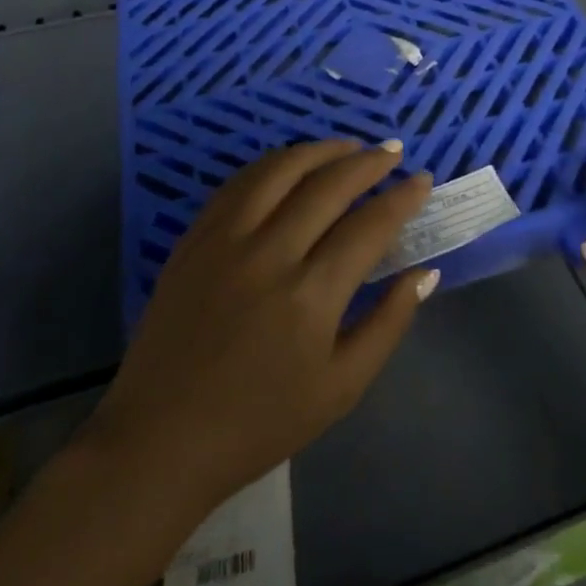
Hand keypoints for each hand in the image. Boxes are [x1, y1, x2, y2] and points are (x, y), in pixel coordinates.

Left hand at [87, 140, 438, 512]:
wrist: (160, 439)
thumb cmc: (260, 422)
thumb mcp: (341, 388)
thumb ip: (388, 324)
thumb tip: (424, 273)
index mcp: (311, 296)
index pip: (369, 226)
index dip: (402, 198)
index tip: (423, 180)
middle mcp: (269, 254)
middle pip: (328, 186)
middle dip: (369, 162)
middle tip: (393, 152)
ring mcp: (225, 240)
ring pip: (280, 170)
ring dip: (321, 150)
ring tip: (349, 146)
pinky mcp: (195, 239)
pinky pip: (239, 184)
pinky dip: (273, 164)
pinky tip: (292, 165)